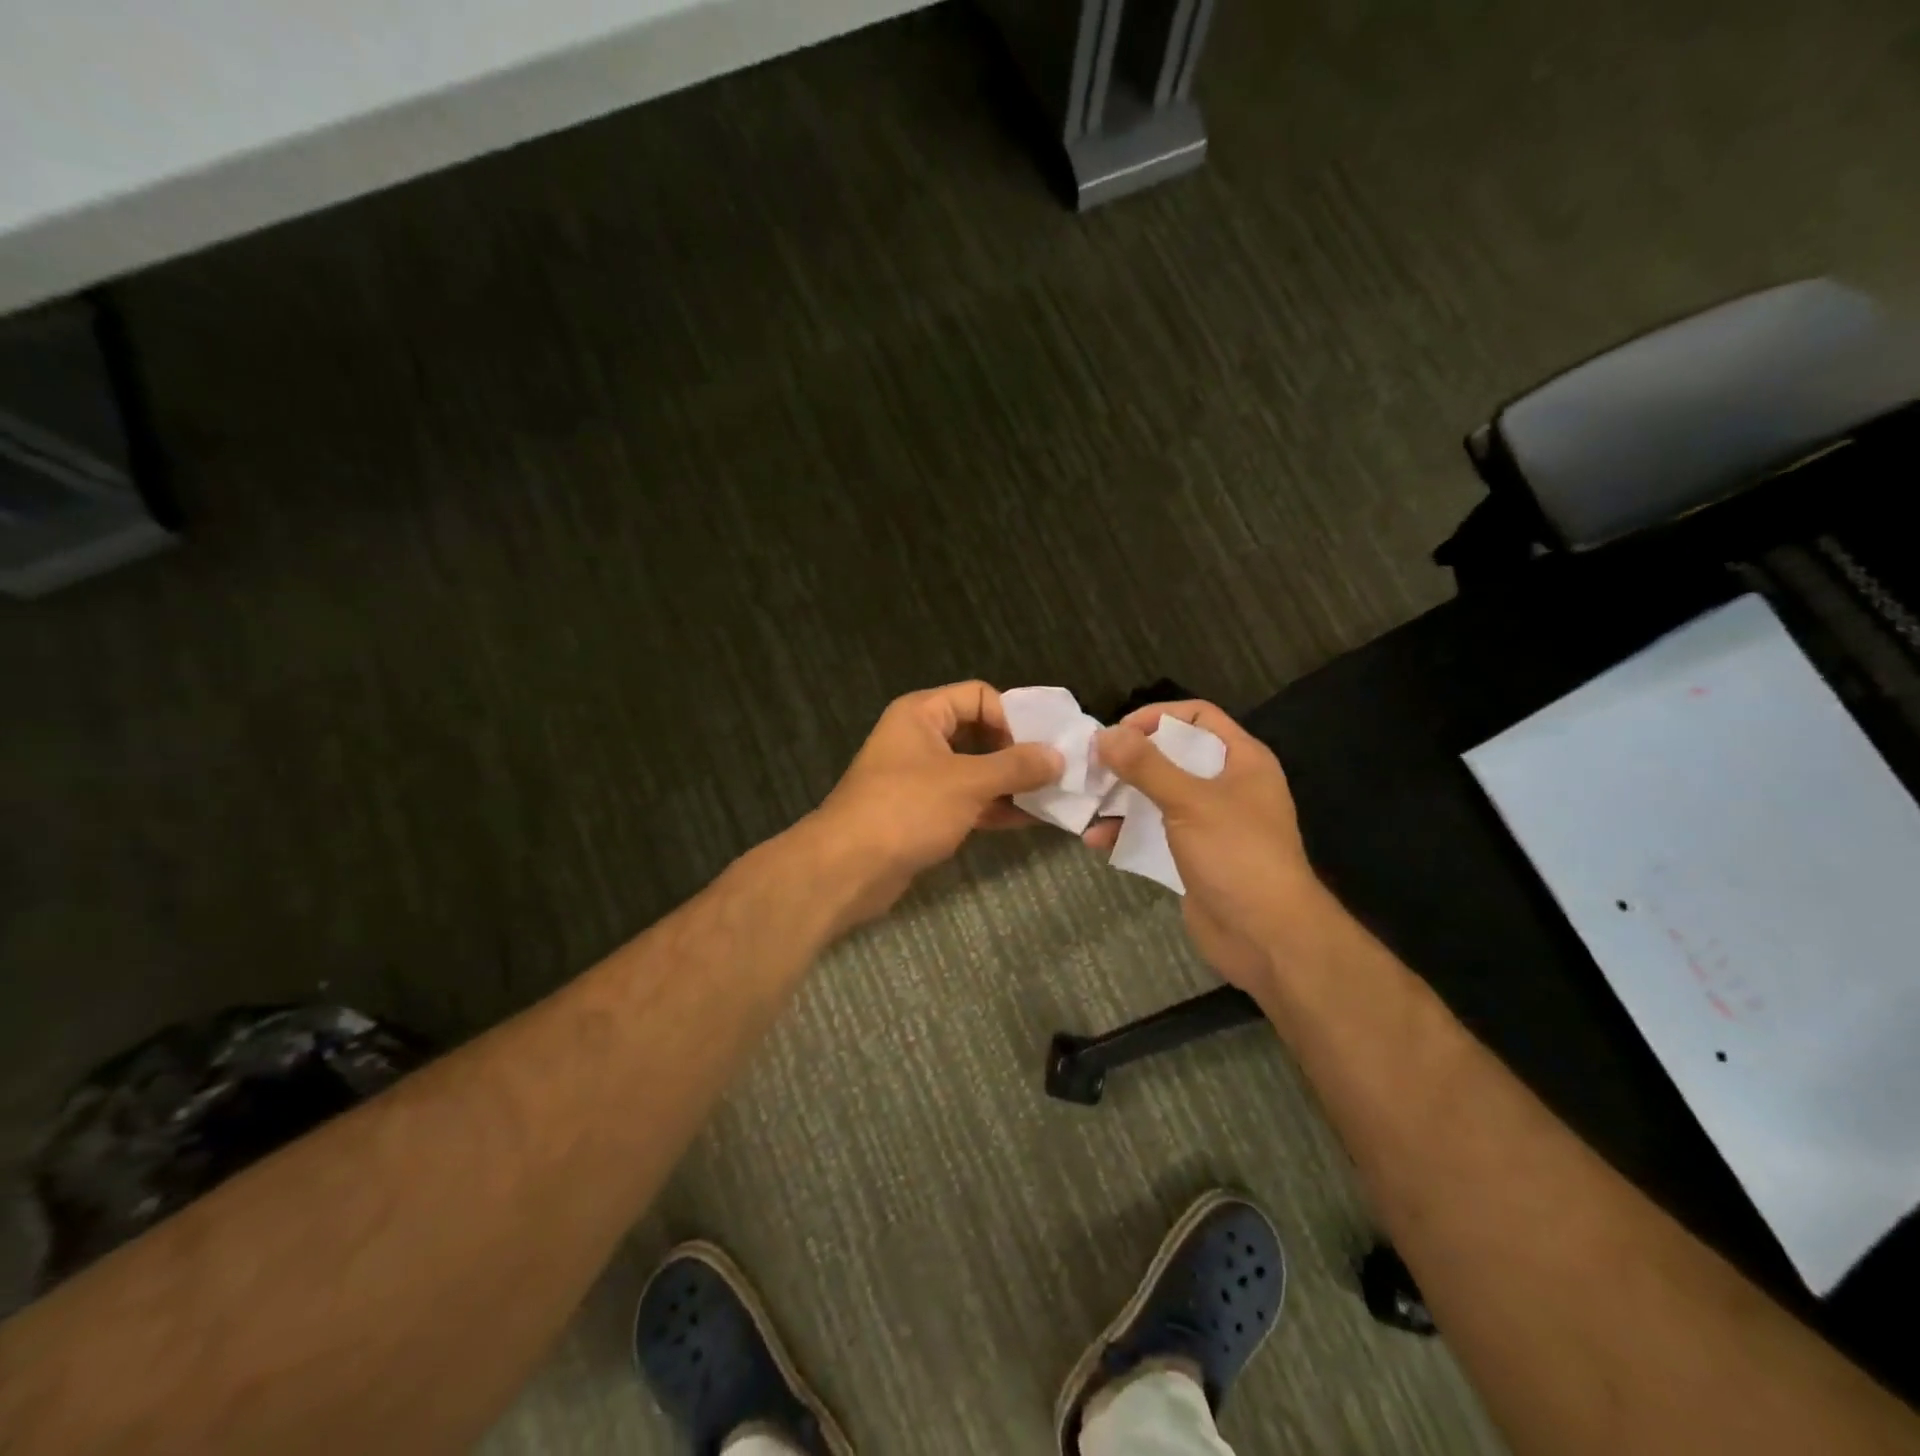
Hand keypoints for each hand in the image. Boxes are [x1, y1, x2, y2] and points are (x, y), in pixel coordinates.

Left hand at [805, 682, 1062, 928]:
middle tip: (1055, 773)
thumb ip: (1015, 767)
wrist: (847, 868)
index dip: (1011, 717)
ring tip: (1052, 797)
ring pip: (976, 771)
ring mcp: (921, 778)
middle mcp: (920, 739)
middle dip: (1017, 753)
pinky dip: (995, 807)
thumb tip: (1058, 757)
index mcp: (921, 714)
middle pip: (980, 733)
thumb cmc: (906, 809)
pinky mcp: (923, 813)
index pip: (979, 696)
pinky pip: (967, 801)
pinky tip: (1030, 820)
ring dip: (1011, 783)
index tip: (1038, 748)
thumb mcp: (967, 782)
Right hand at [1088, 701, 1329, 995]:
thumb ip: (1147, 766)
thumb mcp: (1190, 802)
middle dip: (1131, 759)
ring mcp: (1210, 824)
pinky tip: (1096, 839)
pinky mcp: (1193, 856)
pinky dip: (1127, 832)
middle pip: (1173, 755)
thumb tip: (1105, 734)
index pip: (1198, 716)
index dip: (1157, 716)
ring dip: (1123, 797)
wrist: (1267, 937)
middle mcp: (1227, 786)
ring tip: (1086, 800)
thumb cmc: (1237, 855)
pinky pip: (1154, 832)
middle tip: (1092, 765)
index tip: (1117, 732)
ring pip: (1159, 795)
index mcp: (1242, 760)